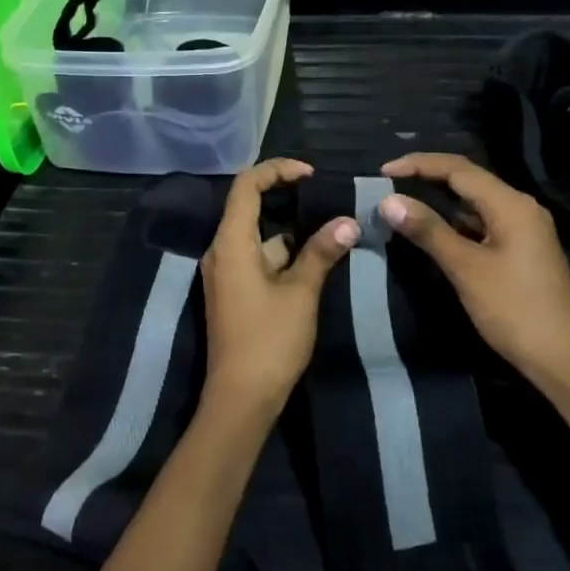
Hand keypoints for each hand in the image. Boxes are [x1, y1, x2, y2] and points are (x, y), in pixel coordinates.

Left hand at [199, 159, 356, 421]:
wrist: (241, 399)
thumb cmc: (269, 341)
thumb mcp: (301, 293)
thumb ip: (321, 252)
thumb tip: (348, 221)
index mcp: (231, 243)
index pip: (246, 185)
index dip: (277, 170)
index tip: (311, 174)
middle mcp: (221, 252)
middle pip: (249, 207)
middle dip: (287, 198)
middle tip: (326, 197)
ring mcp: (226, 273)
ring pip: (258, 236)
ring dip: (290, 229)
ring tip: (331, 226)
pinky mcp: (234, 293)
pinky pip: (257, 258)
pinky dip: (283, 253)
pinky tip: (315, 259)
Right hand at [378, 153, 569, 386]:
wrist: (564, 359)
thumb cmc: (514, 310)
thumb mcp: (466, 268)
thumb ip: (428, 230)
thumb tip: (388, 200)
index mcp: (511, 204)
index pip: (458, 168)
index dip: (418, 163)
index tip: (382, 171)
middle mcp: (520, 207)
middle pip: (468, 180)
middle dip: (426, 177)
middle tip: (387, 184)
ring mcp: (523, 229)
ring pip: (474, 202)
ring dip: (438, 200)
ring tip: (401, 203)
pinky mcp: (520, 250)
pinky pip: (481, 223)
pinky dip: (453, 222)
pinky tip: (431, 231)